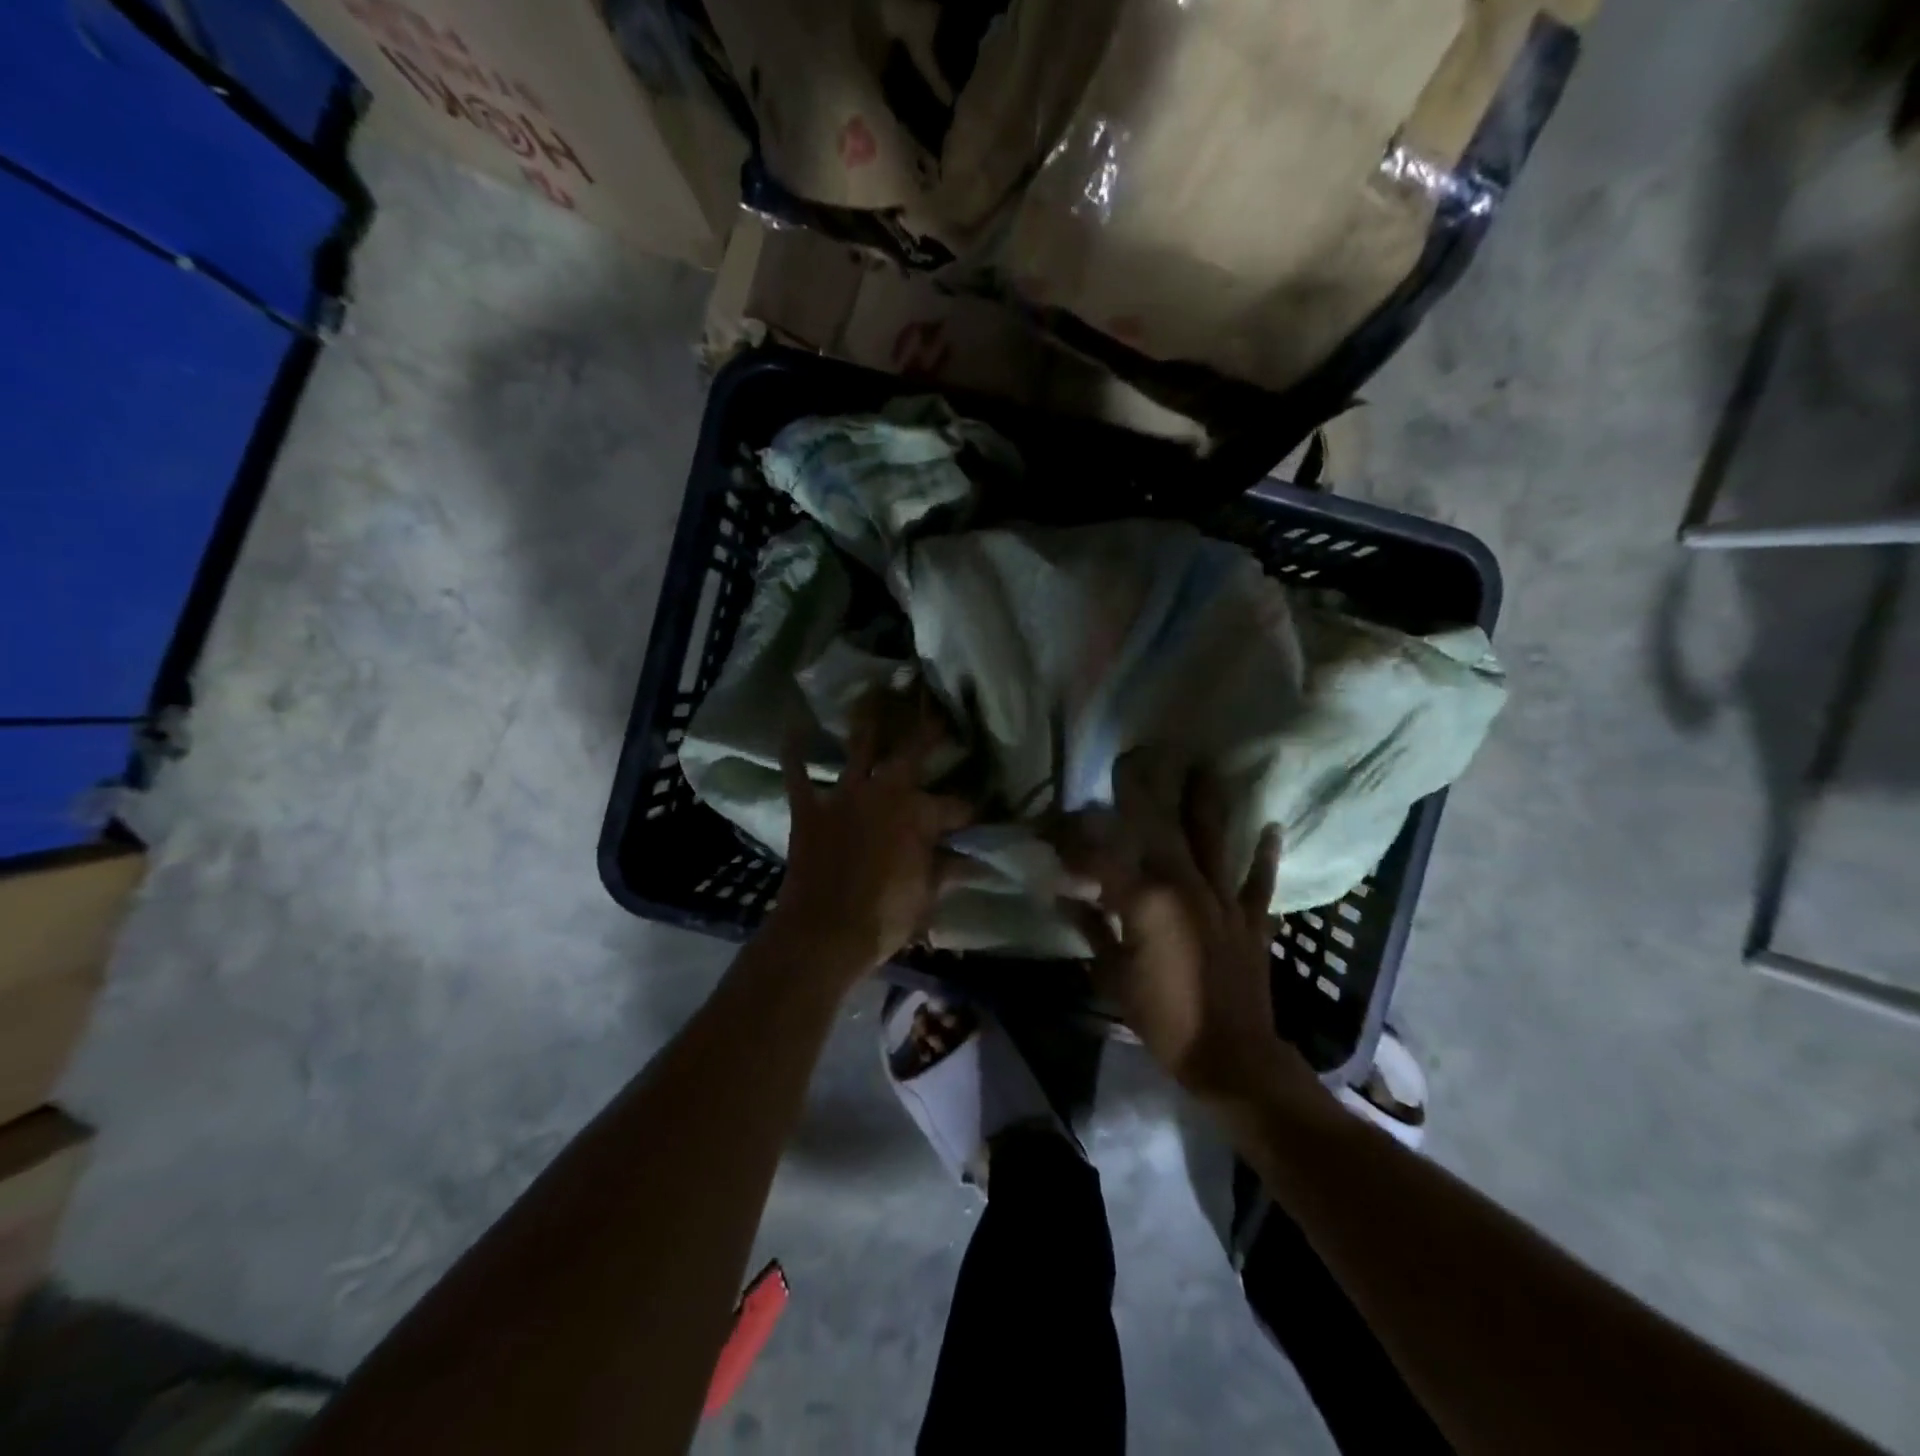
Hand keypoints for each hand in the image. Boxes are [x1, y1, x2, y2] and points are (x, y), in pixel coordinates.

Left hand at [766, 687, 973, 984]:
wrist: (823, 932)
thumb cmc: (884, 917)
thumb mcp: (927, 894)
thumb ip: (949, 868)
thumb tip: (977, 859)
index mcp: (920, 815)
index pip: (956, 806)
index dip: (970, 810)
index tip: (980, 812)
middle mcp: (885, 792)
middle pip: (912, 753)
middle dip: (928, 731)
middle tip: (938, 711)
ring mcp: (844, 796)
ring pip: (859, 748)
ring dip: (867, 721)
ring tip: (872, 692)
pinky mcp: (810, 808)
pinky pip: (799, 774)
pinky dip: (795, 752)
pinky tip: (793, 728)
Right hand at [1053, 749, 1319, 1107]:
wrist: (1232, 1057)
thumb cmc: (1163, 1019)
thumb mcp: (1112, 976)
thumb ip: (1091, 929)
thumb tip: (1062, 897)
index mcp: (1145, 901)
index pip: (1100, 859)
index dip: (1073, 841)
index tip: (1054, 826)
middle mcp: (1185, 886)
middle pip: (1161, 829)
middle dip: (1143, 792)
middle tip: (1133, 759)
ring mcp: (1223, 899)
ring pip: (1213, 840)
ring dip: (1206, 803)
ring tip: (1205, 768)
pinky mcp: (1252, 918)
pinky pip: (1259, 881)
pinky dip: (1264, 854)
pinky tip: (1271, 826)